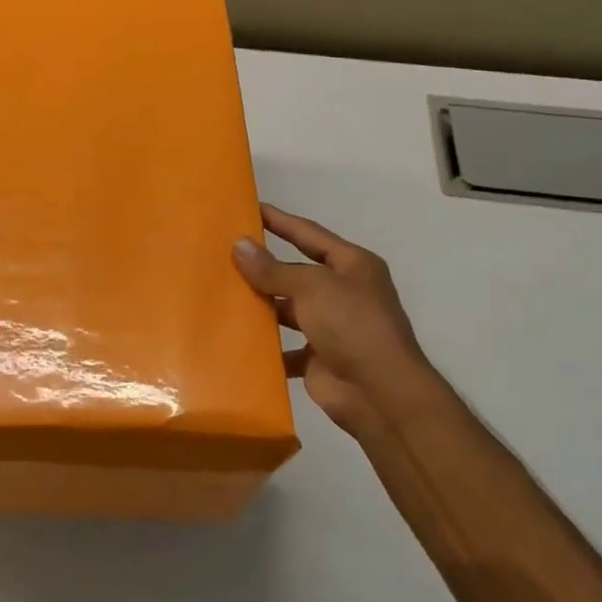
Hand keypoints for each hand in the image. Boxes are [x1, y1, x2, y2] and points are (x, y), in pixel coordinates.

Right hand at [233, 204, 435, 445]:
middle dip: (264, 266)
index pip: (309, 234)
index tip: (250, 207)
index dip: (280, 220)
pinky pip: (285, 346)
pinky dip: (265, 346)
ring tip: (221, 293)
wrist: (379, 393)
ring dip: (261, 305)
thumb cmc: (352, 325)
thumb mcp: (312, 287)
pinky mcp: (319, 358)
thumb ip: (273, 268)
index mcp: (352, 266)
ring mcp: (332, 327)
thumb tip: (239, 244)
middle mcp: (343, 292)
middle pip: (296, 272)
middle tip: (223, 253)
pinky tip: (235, 338)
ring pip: (288, 309)